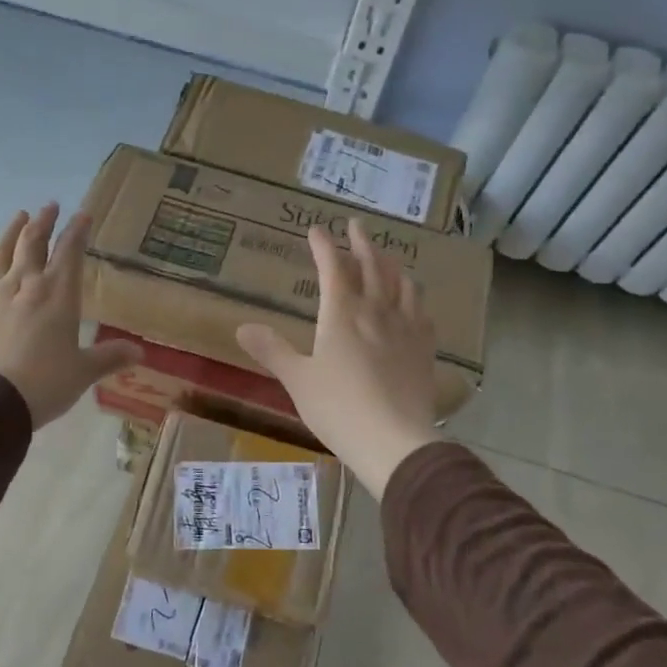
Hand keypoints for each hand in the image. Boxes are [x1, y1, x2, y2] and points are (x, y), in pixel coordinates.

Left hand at [0, 203, 140, 428]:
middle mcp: (25, 285)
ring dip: (12, 231)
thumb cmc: (43, 384)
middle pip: (33, 242)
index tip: (83, 214)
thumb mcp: (82, 373)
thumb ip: (109, 358)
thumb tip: (140, 354)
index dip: (77, 231)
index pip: (70, 252)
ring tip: (19, 217)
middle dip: (44, 221)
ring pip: (2, 252)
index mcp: (58, 295)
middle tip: (50, 206)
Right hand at [235, 218, 441, 498]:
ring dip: (391, 265)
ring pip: (402, 284)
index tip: (316, 229)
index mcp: (342, 313)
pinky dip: (414, 298)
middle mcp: (376, 311)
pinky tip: (413, 303)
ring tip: (386, 258)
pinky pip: (422, 313)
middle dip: (362, 243)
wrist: (394, 440)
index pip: (332, 267)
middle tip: (356, 226)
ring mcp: (405, 328)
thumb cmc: (338, 407)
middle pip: (372, 266)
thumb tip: (242, 327)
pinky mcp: (424, 349)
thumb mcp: (297, 379)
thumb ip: (272, 350)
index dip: (323, 246)